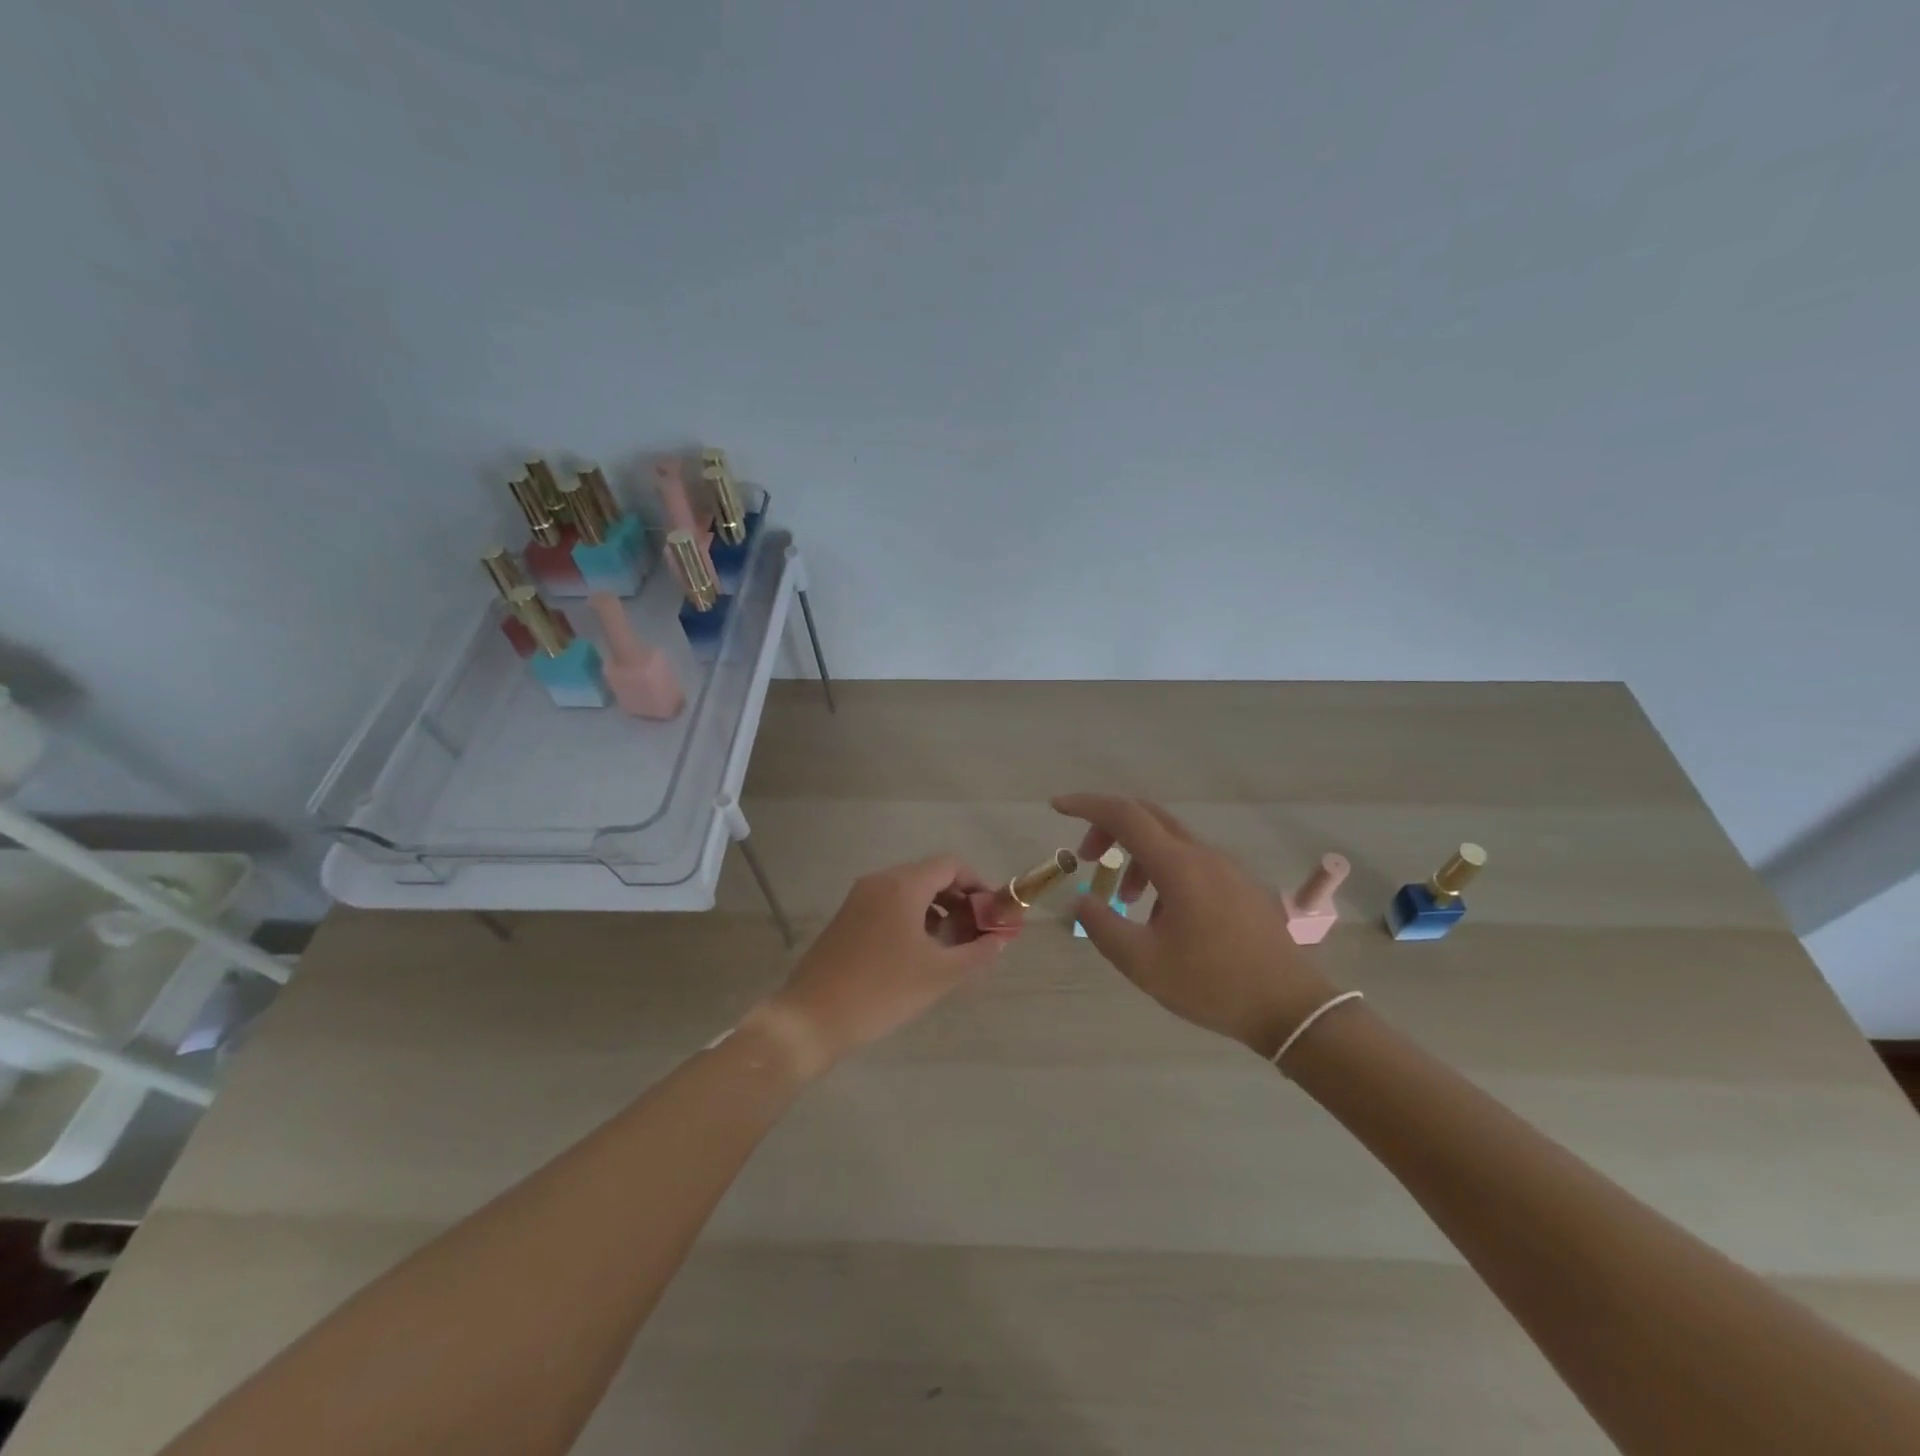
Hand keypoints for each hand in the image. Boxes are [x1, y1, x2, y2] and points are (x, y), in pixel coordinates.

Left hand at [753, 856, 1016, 1075]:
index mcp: (902, 886)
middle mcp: (879, 882)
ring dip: (937, 912)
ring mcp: (859, 899)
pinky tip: (921, 954)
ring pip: (909, 892)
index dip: (978, 885)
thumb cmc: (881, 991)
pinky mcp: (847, 919)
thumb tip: (999, 939)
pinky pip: (890, 907)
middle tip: (977, 935)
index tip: (992, 915)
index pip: (951, 866)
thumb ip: (977, 953)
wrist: (811, 1018)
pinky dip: (913, 920)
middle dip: (959, 901)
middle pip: (930, 876)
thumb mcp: (939, 975)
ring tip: (953, 949)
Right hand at [1054, 793, 1337, 1058]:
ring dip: (1136, 854)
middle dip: (1109, 827)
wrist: (1291, 1007)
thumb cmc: (1213, 984)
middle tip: (1086, 856)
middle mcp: (1202, 854)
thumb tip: (1082, 899)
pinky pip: (1190, 859)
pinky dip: (1161, 869)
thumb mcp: (1143, 963)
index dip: (1087, 805)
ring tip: (1123, 899)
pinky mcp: (1239, 884)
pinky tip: (1161, 913)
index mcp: (1178, 865)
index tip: (1057, 807)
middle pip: (1147, 817)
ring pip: (1169, 839)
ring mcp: (1226, 867)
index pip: (1124, 815)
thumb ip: (1103, 926)